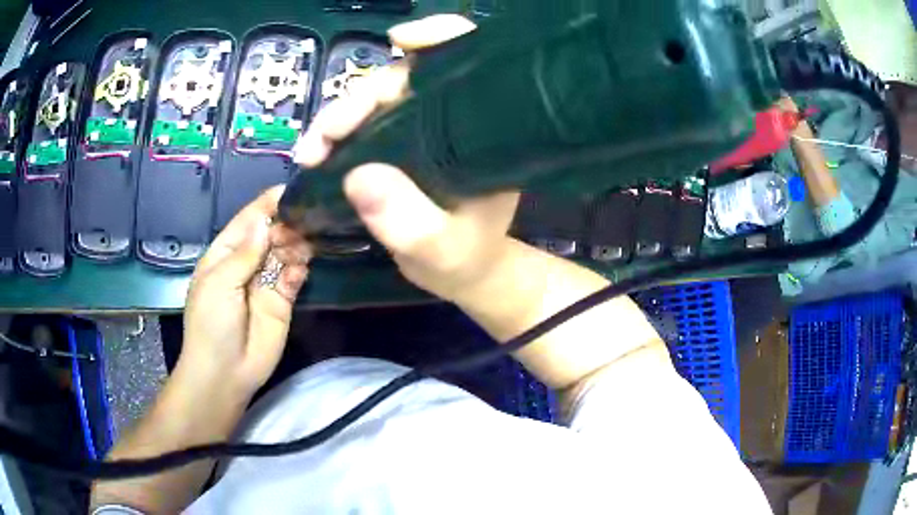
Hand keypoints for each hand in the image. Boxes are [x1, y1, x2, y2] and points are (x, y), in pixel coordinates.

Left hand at [182, 187, 311, 396]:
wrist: (225, 372)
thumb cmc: (211, 323)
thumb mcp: (219, 283)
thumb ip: (244, 254)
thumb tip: (266, 223)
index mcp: (224, 253)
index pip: (247, 221)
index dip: (266, 205)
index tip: (290, 189)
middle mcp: (247, 262)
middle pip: (270, 233)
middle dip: (286, 224)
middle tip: (305, 219)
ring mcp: (266, 281)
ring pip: (286, 252)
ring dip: (296, 243)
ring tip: (308, 239)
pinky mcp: (283, 301)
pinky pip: (295, 277)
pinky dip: (301, 268)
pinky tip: (303, 265)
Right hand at [293, 15, 519, 301]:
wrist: (463, 273)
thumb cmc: (464, 259)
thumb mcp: (438, 249)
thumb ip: (406, 220)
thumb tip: (357, 175)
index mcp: (482, 133)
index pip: (471, 62)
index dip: (439, 36)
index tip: (399, 40)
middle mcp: (454, 120)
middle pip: (405, 81)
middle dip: (356, 101)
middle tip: (319, 141)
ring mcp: (425, 128)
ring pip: (378, 100)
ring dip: (337, 119)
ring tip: (309, 153)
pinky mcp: (402, 142)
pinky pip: (366, 122)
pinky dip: (338, 131)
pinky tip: (317, 150)